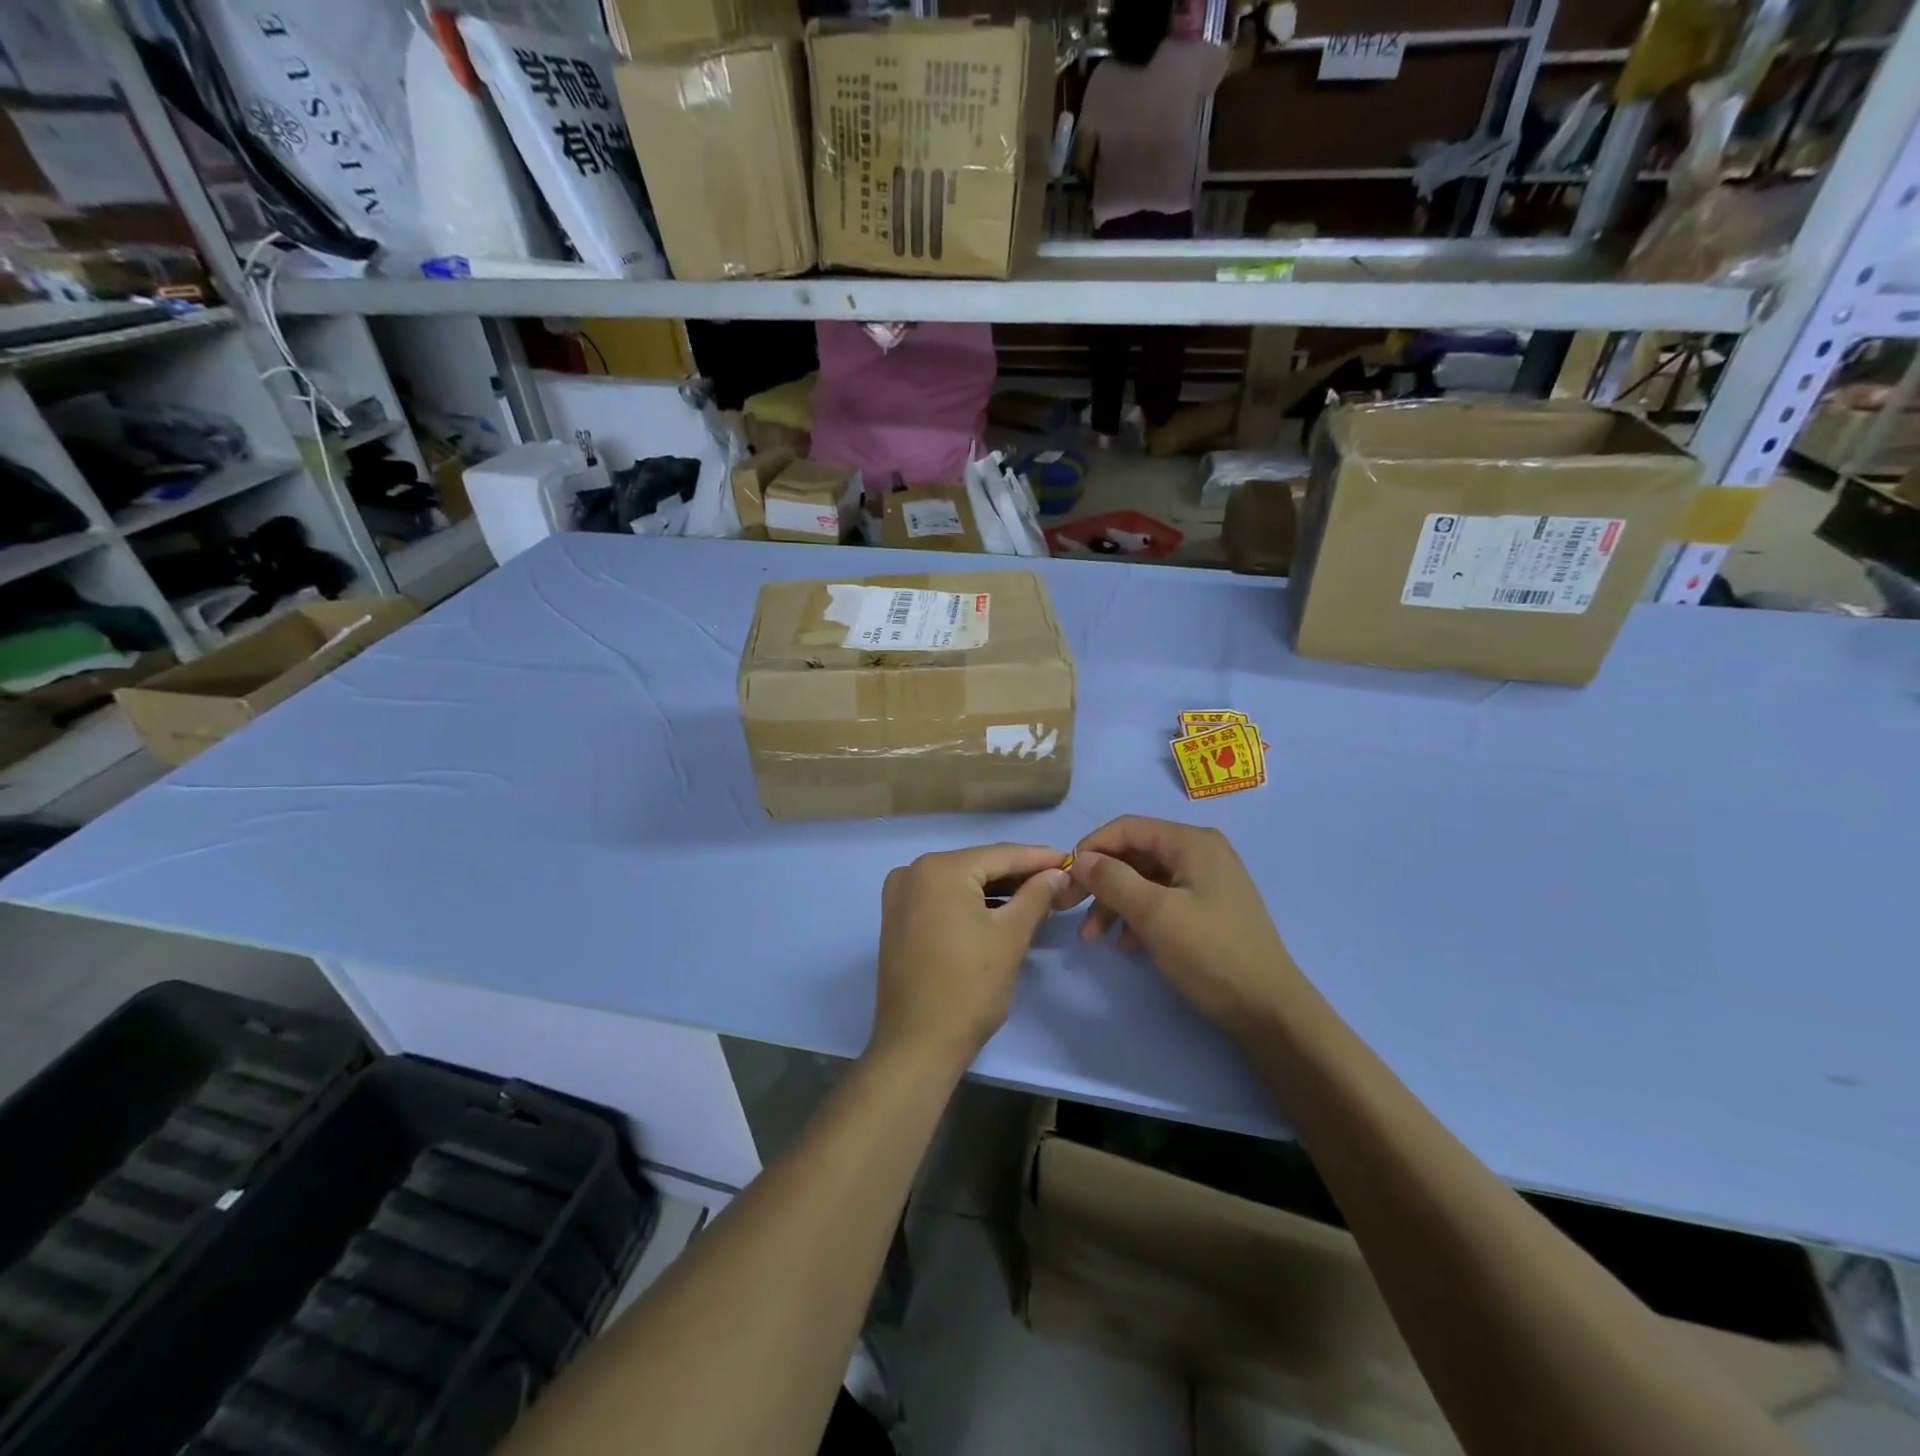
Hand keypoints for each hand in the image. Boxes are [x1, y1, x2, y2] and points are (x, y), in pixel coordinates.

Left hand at [873, 844, 1066, 1069]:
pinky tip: (1002, 910)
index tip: (1069, 860)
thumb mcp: (1010, 936)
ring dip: (997, 890)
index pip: (1000, 854)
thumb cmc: (969, 987)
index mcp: (939, 869)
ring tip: (1038, 896)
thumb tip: (1056, 873)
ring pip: (961, 882)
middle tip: (1058, 881)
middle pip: (978, 865)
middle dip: (1018, 875)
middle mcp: (914, 871)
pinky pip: (943, 898)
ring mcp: (900, 895)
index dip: (1038, 858)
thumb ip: (1036, 896)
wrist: (917, 1044)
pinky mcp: (898, 917)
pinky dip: (972, 903)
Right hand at [1062, 816, 1301, 1034]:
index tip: (1065, 879)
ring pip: (1144, 880)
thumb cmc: (1210, 954)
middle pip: (1134, 854)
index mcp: (1192, 842)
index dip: (1091, 848)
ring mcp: (1206, 881)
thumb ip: (1113, 879)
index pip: (1127, 828)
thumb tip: (1081, 858)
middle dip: (1100, 882)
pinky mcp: (1208, 908)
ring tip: (1093, 938)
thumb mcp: (1154, 914)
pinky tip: (1126, 945)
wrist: (1268, 1010)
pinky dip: (1137, 917)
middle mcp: (1200, 852)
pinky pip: (1161, 900)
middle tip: (1069, 909)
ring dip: (1115, 904)